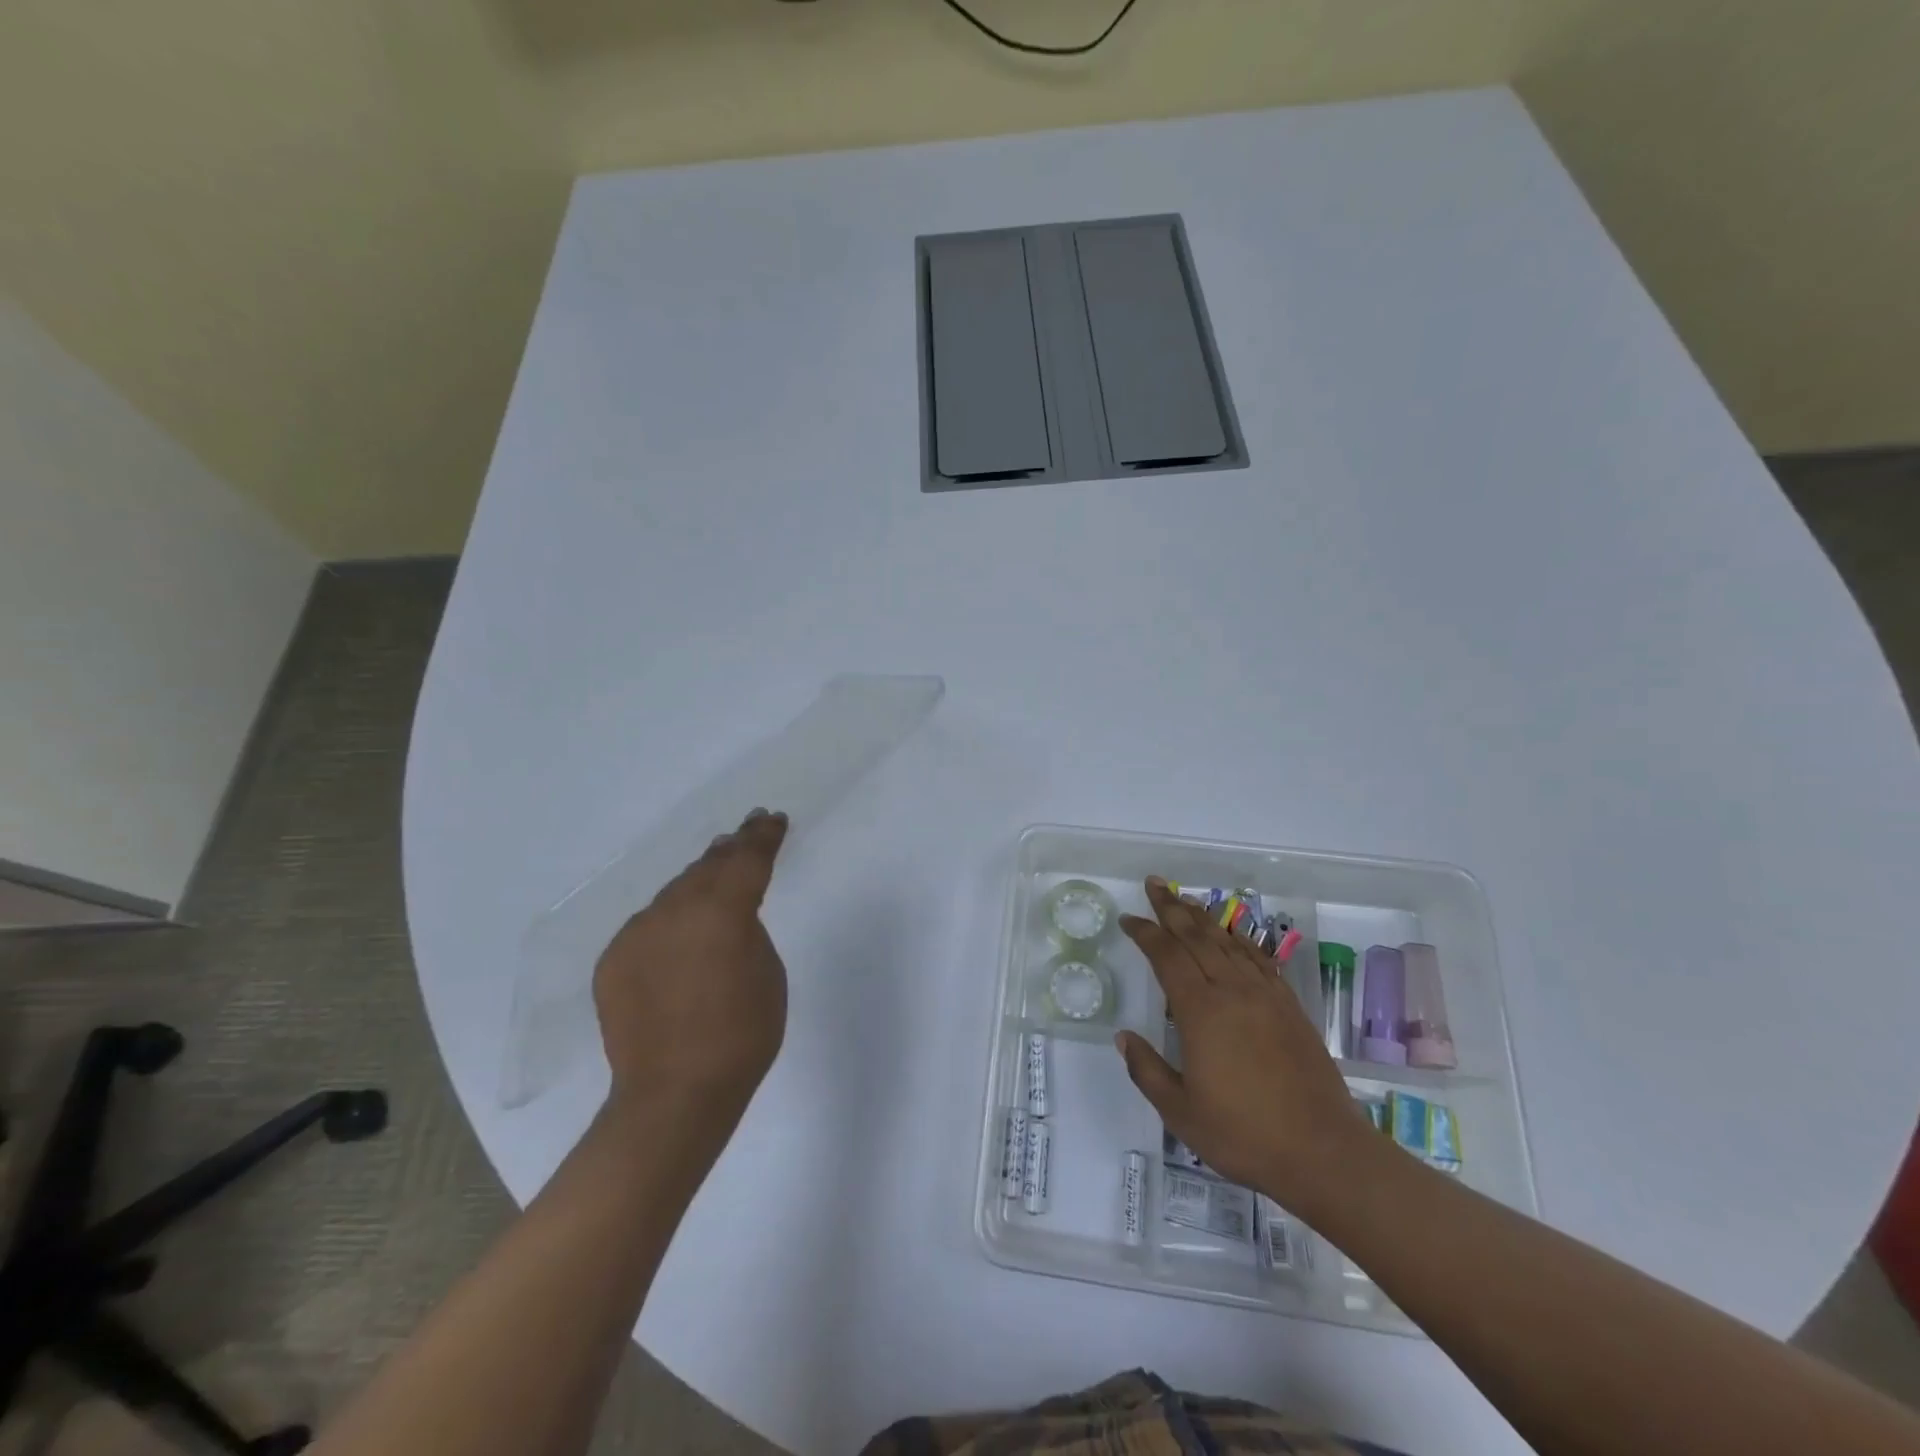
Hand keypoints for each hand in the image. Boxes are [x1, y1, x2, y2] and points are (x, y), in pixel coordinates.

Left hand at [592, 809, 789, 1124]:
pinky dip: (669, 921)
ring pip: (674, 893)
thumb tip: (728, 918)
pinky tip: (680, 934)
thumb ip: (748, 929)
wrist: (673, 1093)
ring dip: (697, 883)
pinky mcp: (614, 958)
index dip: (763, 835)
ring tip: (713, 875)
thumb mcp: (768, 972)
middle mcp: (675, 909)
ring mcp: (638, 932)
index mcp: (723, 909)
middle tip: (745, 835)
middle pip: (707, 866)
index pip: (748, 857)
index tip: (772, 819)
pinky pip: (649, 925)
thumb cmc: (742, 1034)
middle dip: (729, 850)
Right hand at [1115, 878, 1369, 1214]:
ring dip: (1203, 917)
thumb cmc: (1244, 1135)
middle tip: (1154, 884)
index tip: (1128, 920)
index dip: (1145, 933)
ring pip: (1228, 941)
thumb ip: (1147, 1070)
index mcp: (1201, 1012)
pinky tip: (1232, 935)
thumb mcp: (1180, 1112)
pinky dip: (1240, 940)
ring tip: (1185, 900)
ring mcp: (1265, 996)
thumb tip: (1123, 1037)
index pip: (1167, 956)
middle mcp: (1232, 991)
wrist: (1324, 1152)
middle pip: (1197, 936)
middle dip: (1172, 908)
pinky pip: (1259, 959)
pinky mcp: (1290, 1007)